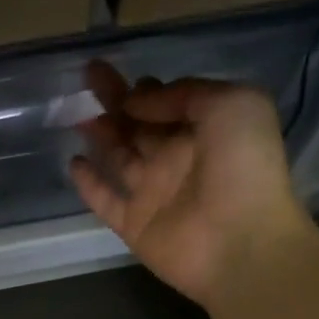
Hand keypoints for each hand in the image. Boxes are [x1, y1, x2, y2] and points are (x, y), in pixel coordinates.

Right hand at [70, 61, 307, 308]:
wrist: (241, 243)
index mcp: (205, 130)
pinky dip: (89, 183)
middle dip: (116, 100)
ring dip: (101, 135)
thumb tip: (137, 101)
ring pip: (120, 157)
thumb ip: (184, 94)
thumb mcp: (231, 104)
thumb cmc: (244, 168)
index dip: (146, 89)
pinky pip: (106, 200)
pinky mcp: (134, 224)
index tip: (124, 76)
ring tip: (77, 115)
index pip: (169, 103)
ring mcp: (154, 193)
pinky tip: (74, 163)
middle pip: (139, 124)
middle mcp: (177, 159)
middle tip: (89, 75)